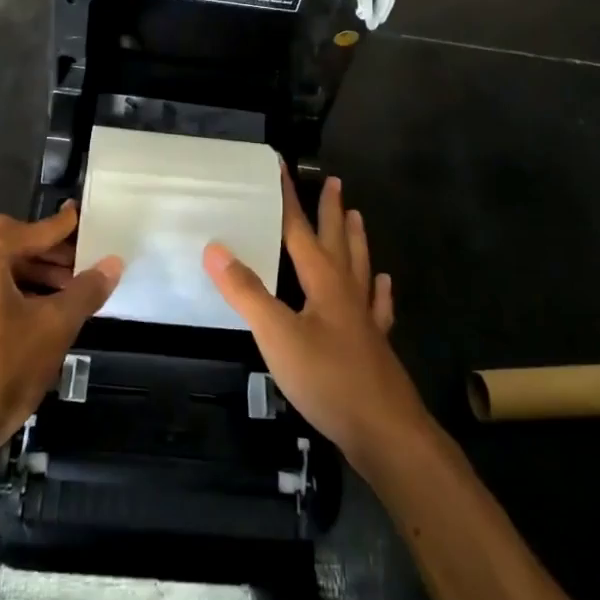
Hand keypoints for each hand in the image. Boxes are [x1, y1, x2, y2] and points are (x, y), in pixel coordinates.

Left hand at [0, 205, 123, 457]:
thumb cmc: (1, 368)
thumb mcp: (54, 327)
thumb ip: (85, 290)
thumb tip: (113, 263)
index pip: (33, 230)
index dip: (62, 226)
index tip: (83, 218)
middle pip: (10, 242)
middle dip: (46, 250)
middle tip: (79, 262)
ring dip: (32, 272)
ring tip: (66, 292)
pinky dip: (14, 291)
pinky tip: (38, 314)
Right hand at [203, 172, 429, 475]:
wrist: (385, 431)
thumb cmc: (328, 379)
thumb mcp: (277, 336)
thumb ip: (246, 292)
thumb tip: (215, 248)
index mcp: (323, 282)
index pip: (300, 230)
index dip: (289, 199)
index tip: (283, 168)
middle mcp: (346, 292)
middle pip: (337, 241)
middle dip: (331, 211)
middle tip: (334, 182)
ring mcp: (364, 319)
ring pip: (360, 267)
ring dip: (355, 240)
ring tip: (357, 217)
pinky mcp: (374, 346)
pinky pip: (377, 307)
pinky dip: (378, 290)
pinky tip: (383, 284)